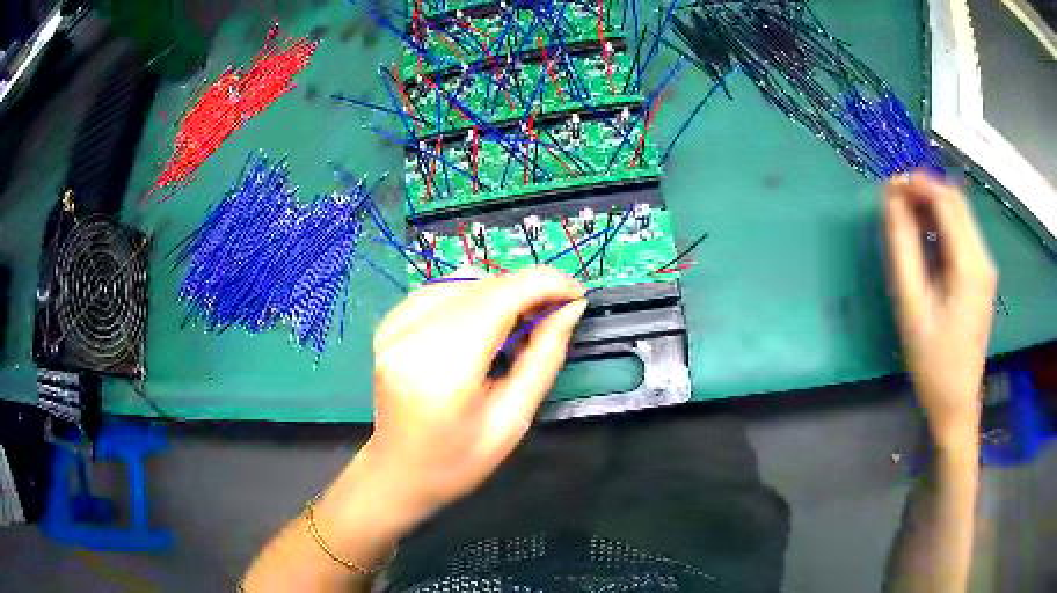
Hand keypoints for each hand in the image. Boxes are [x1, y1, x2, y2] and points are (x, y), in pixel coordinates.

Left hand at [365, 266, 586, 513]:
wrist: (399, 472)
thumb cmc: (458, 460)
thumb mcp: (513, 420)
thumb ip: (544, 359)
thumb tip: (570, 308)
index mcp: (443, 369)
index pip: (499, 297)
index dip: (544, 283)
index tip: (576, 293)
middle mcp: (412, 336)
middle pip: (482, 285)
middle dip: (527, 289)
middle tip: (555, 311)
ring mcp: (393, 327)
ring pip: (462, 281)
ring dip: (500, 293)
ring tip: (519, 324)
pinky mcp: (387, 324)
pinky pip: (439, 290)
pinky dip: (470, 297)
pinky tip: (482, 324)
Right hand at [884, 172, 996, 449]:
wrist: (956, 402)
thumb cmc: (932, 361)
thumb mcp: (912, 306)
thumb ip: (903, 248)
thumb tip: (891, 201)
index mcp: (969, 265)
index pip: (945, 201)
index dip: (916, 184)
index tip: (888, 185)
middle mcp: (983, 258)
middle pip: (955, 201)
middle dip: (924, 190)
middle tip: (893, 200)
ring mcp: (985, 267)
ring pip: (959, 215)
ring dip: (932, 206)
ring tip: (904, 217)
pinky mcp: (981, 276)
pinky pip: (962, 234)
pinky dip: (941, 225)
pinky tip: (924, 238)